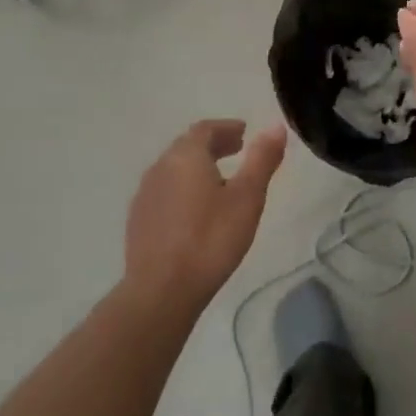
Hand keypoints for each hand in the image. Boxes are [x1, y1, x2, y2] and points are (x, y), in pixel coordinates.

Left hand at [124, 119, 286, 306]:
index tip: (244, 133)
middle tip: (237, 150)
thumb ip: (262, 159)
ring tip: (220, 180)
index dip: (226, 128)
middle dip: (213, 145)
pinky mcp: (138, 220)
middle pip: (187, 146)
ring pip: (174, 169)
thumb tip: (276, 126)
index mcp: (185, 156)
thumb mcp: (247, 198)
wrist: (162, 289)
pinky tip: (195, 210)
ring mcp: (145, 194)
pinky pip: (164, 191)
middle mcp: (160, 168)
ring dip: (197, 167)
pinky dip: (183, 188)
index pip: (205, 129)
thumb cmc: (211, 239)